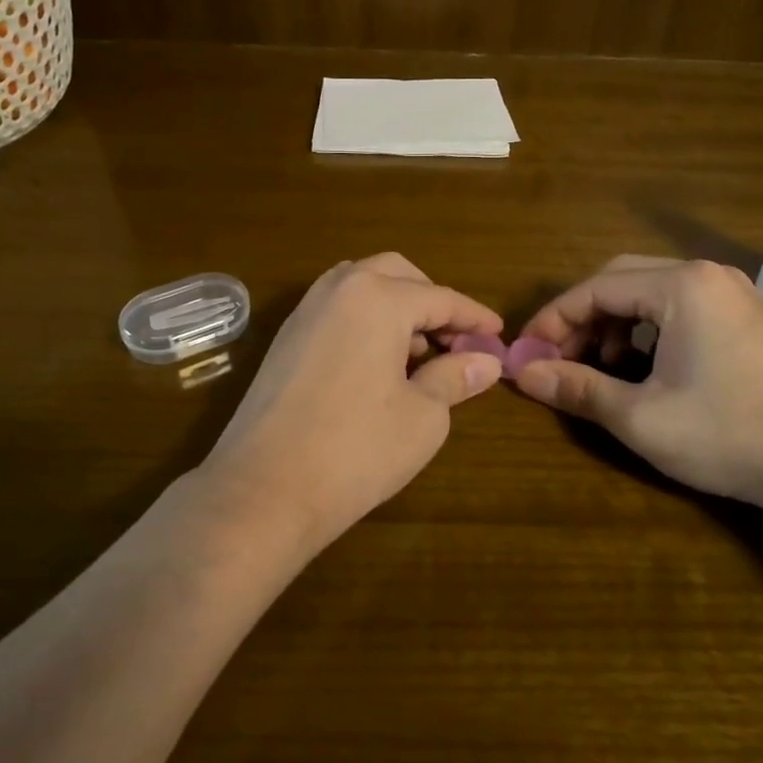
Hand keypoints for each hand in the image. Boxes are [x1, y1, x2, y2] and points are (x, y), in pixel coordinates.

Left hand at [198, 254, 506, 552]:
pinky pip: (336, 309)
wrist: (264, 488)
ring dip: (396, 306)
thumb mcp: (423, 416)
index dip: (474, 317)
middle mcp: (339, 289)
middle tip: (455, 340)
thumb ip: (455, 377)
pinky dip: (365, 319)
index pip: (441, 297)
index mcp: (378, 297)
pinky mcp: (285, 337)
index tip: (498, 335)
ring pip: (362, 285)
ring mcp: (305, 310)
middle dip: (432, 301)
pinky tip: (376, 363)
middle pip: (398, 275)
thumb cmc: (356, 450)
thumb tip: (486, 361)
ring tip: (416, 352)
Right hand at [514, 255, 762, 508]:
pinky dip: (649, 329)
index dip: (553, 319)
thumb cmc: (727, 435)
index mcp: (680, 285)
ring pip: (651, 292)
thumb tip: (521, 374)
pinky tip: (644, 367)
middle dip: (582, 319)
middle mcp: (707, 275)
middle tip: (558, 358)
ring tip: (600, 367)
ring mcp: (733, 293)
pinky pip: (681, 307)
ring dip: (615, 324)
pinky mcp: (747, 316)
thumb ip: (576, 388)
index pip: (595, 288)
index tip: (526, 351)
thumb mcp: (639, 417)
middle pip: (621, 280)